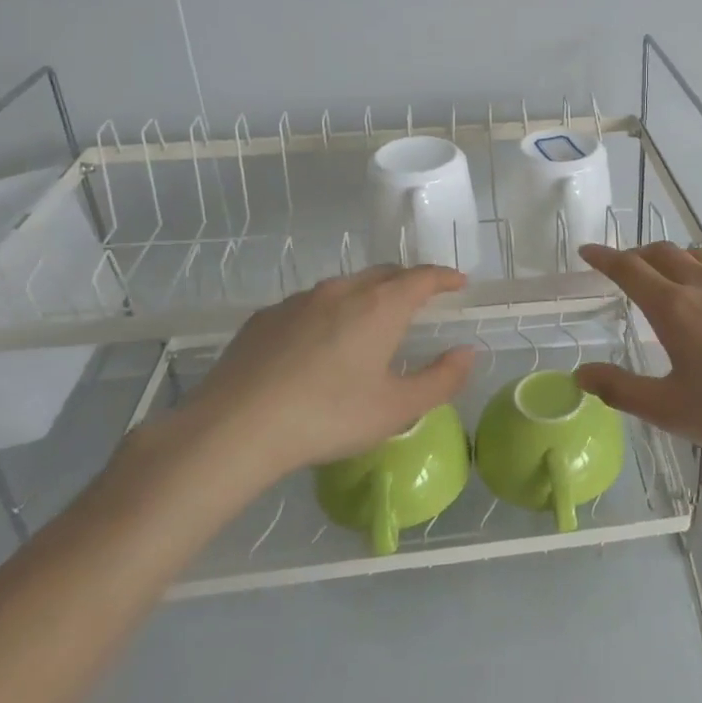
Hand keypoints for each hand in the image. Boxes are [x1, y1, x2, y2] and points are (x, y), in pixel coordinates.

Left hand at [129, 265, 474, 521]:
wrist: (234, 428)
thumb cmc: (327, 416)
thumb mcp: (396, 408)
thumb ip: (441, 379)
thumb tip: (468, 352)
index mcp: (380, 306)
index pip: (422, 277)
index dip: (444, 277)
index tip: (458, 283)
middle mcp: (342, 290)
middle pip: (384, 274)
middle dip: (408, 282)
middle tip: (420, 300)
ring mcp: (299, 300)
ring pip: (345, 287)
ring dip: (367, 296)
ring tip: (369, 323)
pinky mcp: (265, 318)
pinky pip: (309, 305)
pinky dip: (328, 313)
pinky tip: (317, 345)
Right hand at [576, 243, 701, 461]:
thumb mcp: (670, 410)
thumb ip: (620, 389)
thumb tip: (581, 373)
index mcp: (674, 307)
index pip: (628, 269)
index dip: (604, 258)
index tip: (588, 252)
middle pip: (660, 253)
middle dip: (635, 255)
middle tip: (623, 269)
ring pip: (695, 254)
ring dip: (671, 258)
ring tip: (664, 274)